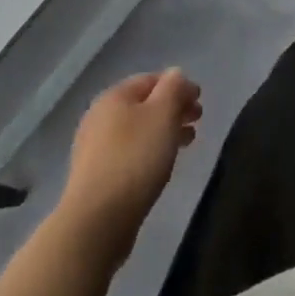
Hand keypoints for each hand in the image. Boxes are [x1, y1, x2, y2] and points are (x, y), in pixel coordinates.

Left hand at [58, 70, 202, 263]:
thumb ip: (174, 88)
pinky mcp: (96, 176)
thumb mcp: (163, 114)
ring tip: (187, 143)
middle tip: (197, 121)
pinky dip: (150, 151)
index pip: (152, 79)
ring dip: (164, 131)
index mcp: (114, 96)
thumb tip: (176, 74)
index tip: (200, 101)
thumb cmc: (135, 159)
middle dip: (173, 109)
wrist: (96, 221)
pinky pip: (129, 153)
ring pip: (138, 130)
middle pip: (144, 104)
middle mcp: (100, 116)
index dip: (179, 85)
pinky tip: (162, 165)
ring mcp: (94, 148)